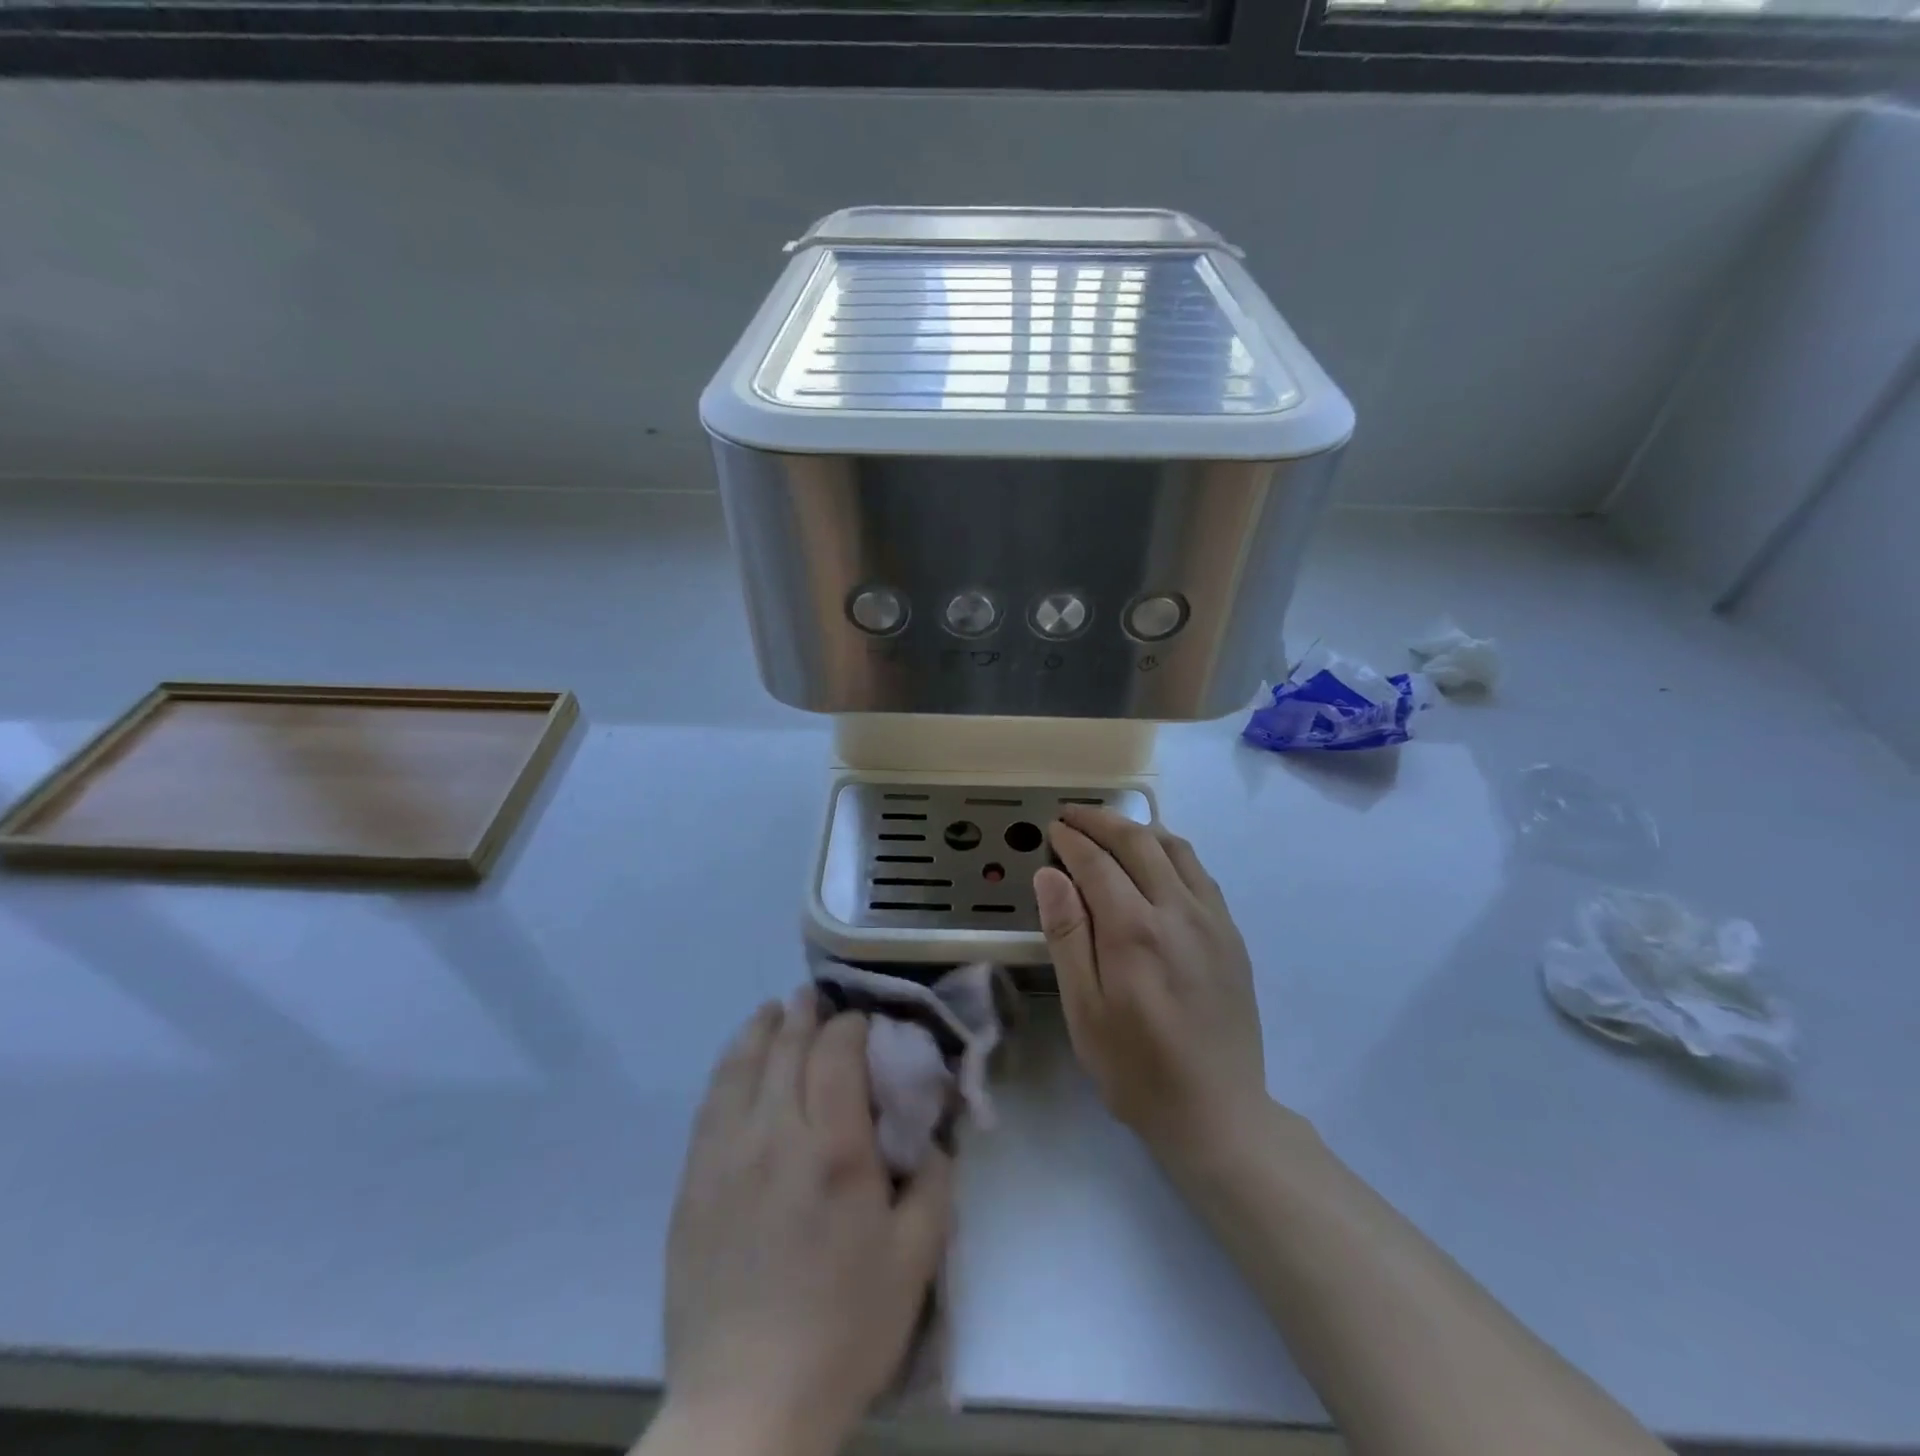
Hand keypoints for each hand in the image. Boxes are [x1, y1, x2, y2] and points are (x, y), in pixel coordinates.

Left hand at [660, 992, 950, 1455]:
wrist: (745, 1406)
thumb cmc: (842, 1331)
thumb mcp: (915, 1261)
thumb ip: (934, 1185)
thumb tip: (933, 1137)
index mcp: (834, 1149)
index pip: (836, 1053)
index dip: (850, 1025)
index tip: (862, 1022)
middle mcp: (775, 1136)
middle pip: (786, 1049)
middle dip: (805, 1015)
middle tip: (817, 997)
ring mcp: (725, 1157)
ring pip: (741, 1067)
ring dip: (760, 1030)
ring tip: (774, 1011)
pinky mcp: (693, 1184)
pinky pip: (710, 1105)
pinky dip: (727, 1069)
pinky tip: (735, 1063)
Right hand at [1033, 806, 1266, 1162]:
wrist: (1219, 1112)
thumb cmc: (1136, 1068)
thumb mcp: (1084, 1010)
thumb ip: (1067, 935)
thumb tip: (1049, 874)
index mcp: (1134, 930)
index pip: (1097, 862)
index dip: (1071, 839)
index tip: (1052, 828)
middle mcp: (1178, 911)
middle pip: (1138, 842)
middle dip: (1102, 821)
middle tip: (1073, 815)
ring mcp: (1212, 920)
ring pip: (1176, 849)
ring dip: (1139, 829)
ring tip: (1111, 829)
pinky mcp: (1232, 935)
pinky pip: (1200, 873)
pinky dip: (1172, 852)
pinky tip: (1157, 863)